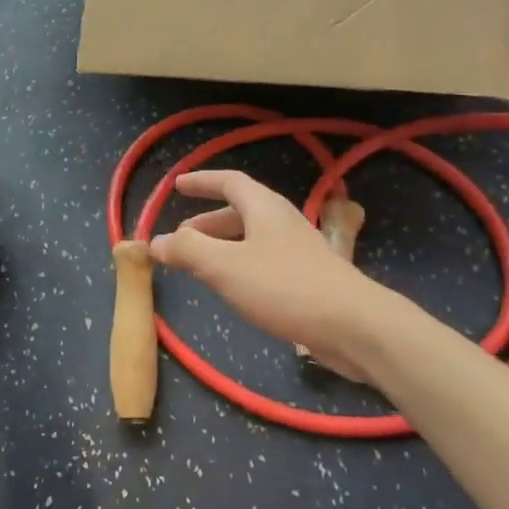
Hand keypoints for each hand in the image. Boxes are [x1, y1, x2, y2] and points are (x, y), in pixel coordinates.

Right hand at [149, 170, 380, 380]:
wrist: (353, 326)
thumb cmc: (284, 287)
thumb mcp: (225, 267)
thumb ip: (187, 251)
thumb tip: (155, 241)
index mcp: (264, 208)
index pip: (229, 182)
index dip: (202, 182)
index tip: (177, 186)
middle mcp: (283, 222)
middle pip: (240, 212)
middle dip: (207, 222)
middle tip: (180, 237)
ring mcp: (298, 251)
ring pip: (252, 239)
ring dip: (222, 247)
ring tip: (200, 266)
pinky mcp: (307, 279)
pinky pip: (264, 262)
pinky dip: (240, 266)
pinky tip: (234, 290)